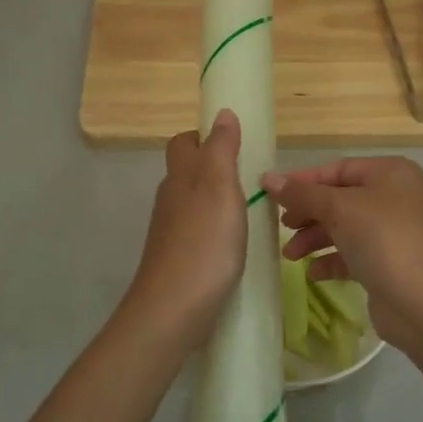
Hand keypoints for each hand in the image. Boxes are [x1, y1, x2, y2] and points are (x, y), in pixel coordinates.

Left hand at [124, 110, 247, 343]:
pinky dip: (215, 232)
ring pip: (193, 204)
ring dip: (217, 202)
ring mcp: (171, 232)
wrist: (173, 308)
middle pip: (187, 173)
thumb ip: (221, 149)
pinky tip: (236, 246)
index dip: (205, 137)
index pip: (184, 143)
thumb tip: (222, 112)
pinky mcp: (177, 260)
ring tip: (252, 212)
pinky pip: (197, 234)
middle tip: (252, 178)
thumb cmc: (204, 242)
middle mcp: (170, 200)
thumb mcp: (219, 186)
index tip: (236, 143)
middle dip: (214, 169)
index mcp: (180, 177)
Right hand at [261, 156, 422, 351]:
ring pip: (344, 227)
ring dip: (315, 238)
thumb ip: (303, 194)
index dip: (303, 181)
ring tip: (290, 256)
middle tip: (281, 227)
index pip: (338, 169)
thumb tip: (268, 178)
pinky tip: (313, 272)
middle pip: (340, 198)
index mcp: (390, 173)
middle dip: (308, 212)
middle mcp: (395, 197)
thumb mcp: (340, 209)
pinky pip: (353, 254)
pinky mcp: (389, 263)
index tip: (270, 194)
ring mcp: (394, 232)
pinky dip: (331, 259)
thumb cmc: (384, 240)